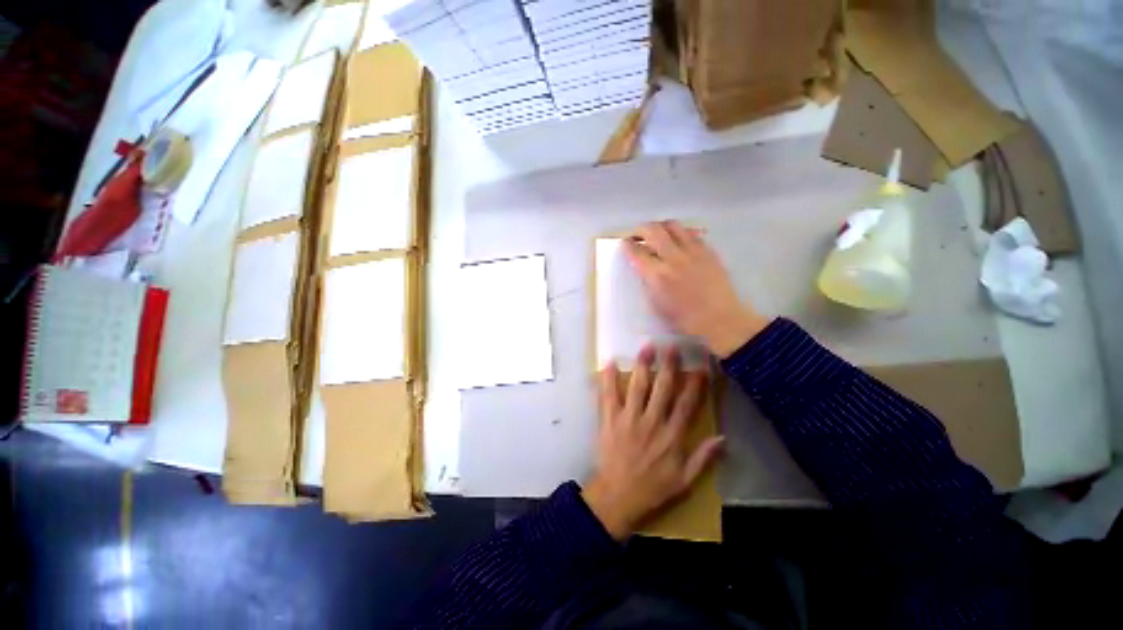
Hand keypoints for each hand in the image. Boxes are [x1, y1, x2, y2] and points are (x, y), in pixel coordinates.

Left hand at [582, 346, 723, 539]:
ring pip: (637, 387)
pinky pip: (608, 396)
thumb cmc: (652, 489)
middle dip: (668, 366)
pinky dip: (608, 379)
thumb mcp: (685, 481)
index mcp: (671, 436)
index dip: (695, 384)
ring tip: (646, 347)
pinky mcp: (609, 420)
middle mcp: (651, 422)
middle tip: (672, 346)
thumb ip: (704, 459)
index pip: (687, 404)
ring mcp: (628, 419)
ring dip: (642, 365)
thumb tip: (723, 438)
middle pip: (662, 389)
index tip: (701, 366)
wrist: (617, 497)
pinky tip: (610, 362)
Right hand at [625, 221, 768, 357]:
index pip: (637, 252)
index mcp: (657, 275)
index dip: (628, 245)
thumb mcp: (657, 305)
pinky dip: (680, 233)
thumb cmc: (685, 319)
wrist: (720, 319)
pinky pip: (691, 233)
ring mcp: (693, 252)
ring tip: (657, 234)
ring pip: (673, 226)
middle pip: (653, 231)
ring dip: (660, 227)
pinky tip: (679, 241)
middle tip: (637, 234)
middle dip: (640, 229)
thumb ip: (648, 282)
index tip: (625, 243)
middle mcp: (674, 258)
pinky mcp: (708, 251)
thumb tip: (643, 267)